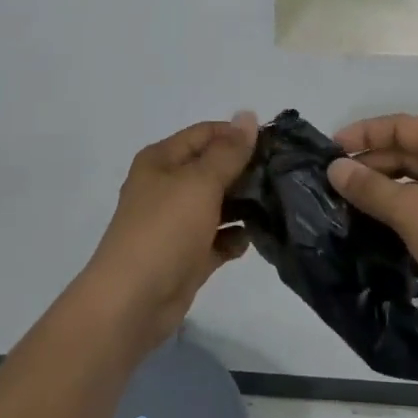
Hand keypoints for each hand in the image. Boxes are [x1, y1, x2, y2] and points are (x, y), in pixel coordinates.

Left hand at [81, 112, 257, 350]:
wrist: (133, 302)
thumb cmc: (164, 230)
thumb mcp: (199, 183)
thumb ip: (228, 152)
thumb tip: (247, 115)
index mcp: (161, 160)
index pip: (205, 134)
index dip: (238, 135)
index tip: (276, 145)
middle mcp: (167, 186)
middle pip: (213, 168)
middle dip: (246, 171)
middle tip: (284, 176)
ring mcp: (176, 223)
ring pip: (218, 204)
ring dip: (244, 205)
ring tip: (277, 205)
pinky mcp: (187, 255)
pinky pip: (217, 238)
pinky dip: (233, 237)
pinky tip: (251, 239)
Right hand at [327, 113, 417, 330]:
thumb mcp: (412, 210)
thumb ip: (370, 187)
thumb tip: (335, 168)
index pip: (401, 127)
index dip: (364, 134)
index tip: (330, 150)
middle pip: (409, 153)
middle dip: (371, 164)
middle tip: (334, 182)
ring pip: (416, 183)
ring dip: (383, 190)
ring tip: (348, 204)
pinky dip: (400, 212)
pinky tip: (376, 226)